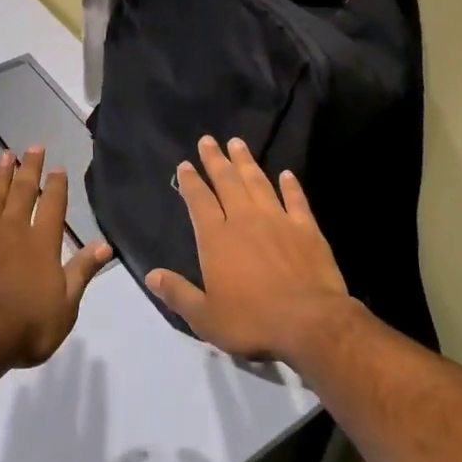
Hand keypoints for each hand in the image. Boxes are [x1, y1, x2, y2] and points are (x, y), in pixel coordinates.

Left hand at [0, 147, 113, 368]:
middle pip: (23, 191)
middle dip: (30, 168)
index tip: (57, 168)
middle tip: (33, 146)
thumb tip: (106, 244)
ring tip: (5, 154)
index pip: (53, 206)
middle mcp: (13, 229)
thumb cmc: (24, 326)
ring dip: (0, 173)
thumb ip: (83, 271)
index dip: (56, 185)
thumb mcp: (66, 306)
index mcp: (42, 243)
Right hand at [146, 137, 357, 363]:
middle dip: (215, 159)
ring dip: (246, 162)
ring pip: (258, 182)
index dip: (191, 182)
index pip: (199, 201)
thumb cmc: (252, 321)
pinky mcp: (306, 228)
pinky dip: (290, 185)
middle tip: (208, 139)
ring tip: (238, 143)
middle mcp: (244, 220)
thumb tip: (151, 275)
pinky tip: (286, 174)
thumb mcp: (205, 317)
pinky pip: (295, 199)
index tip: (185, 164)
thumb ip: (178, 293)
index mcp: (216, 238)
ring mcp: (278, 220)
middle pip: (227, 181)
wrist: (309, 322)